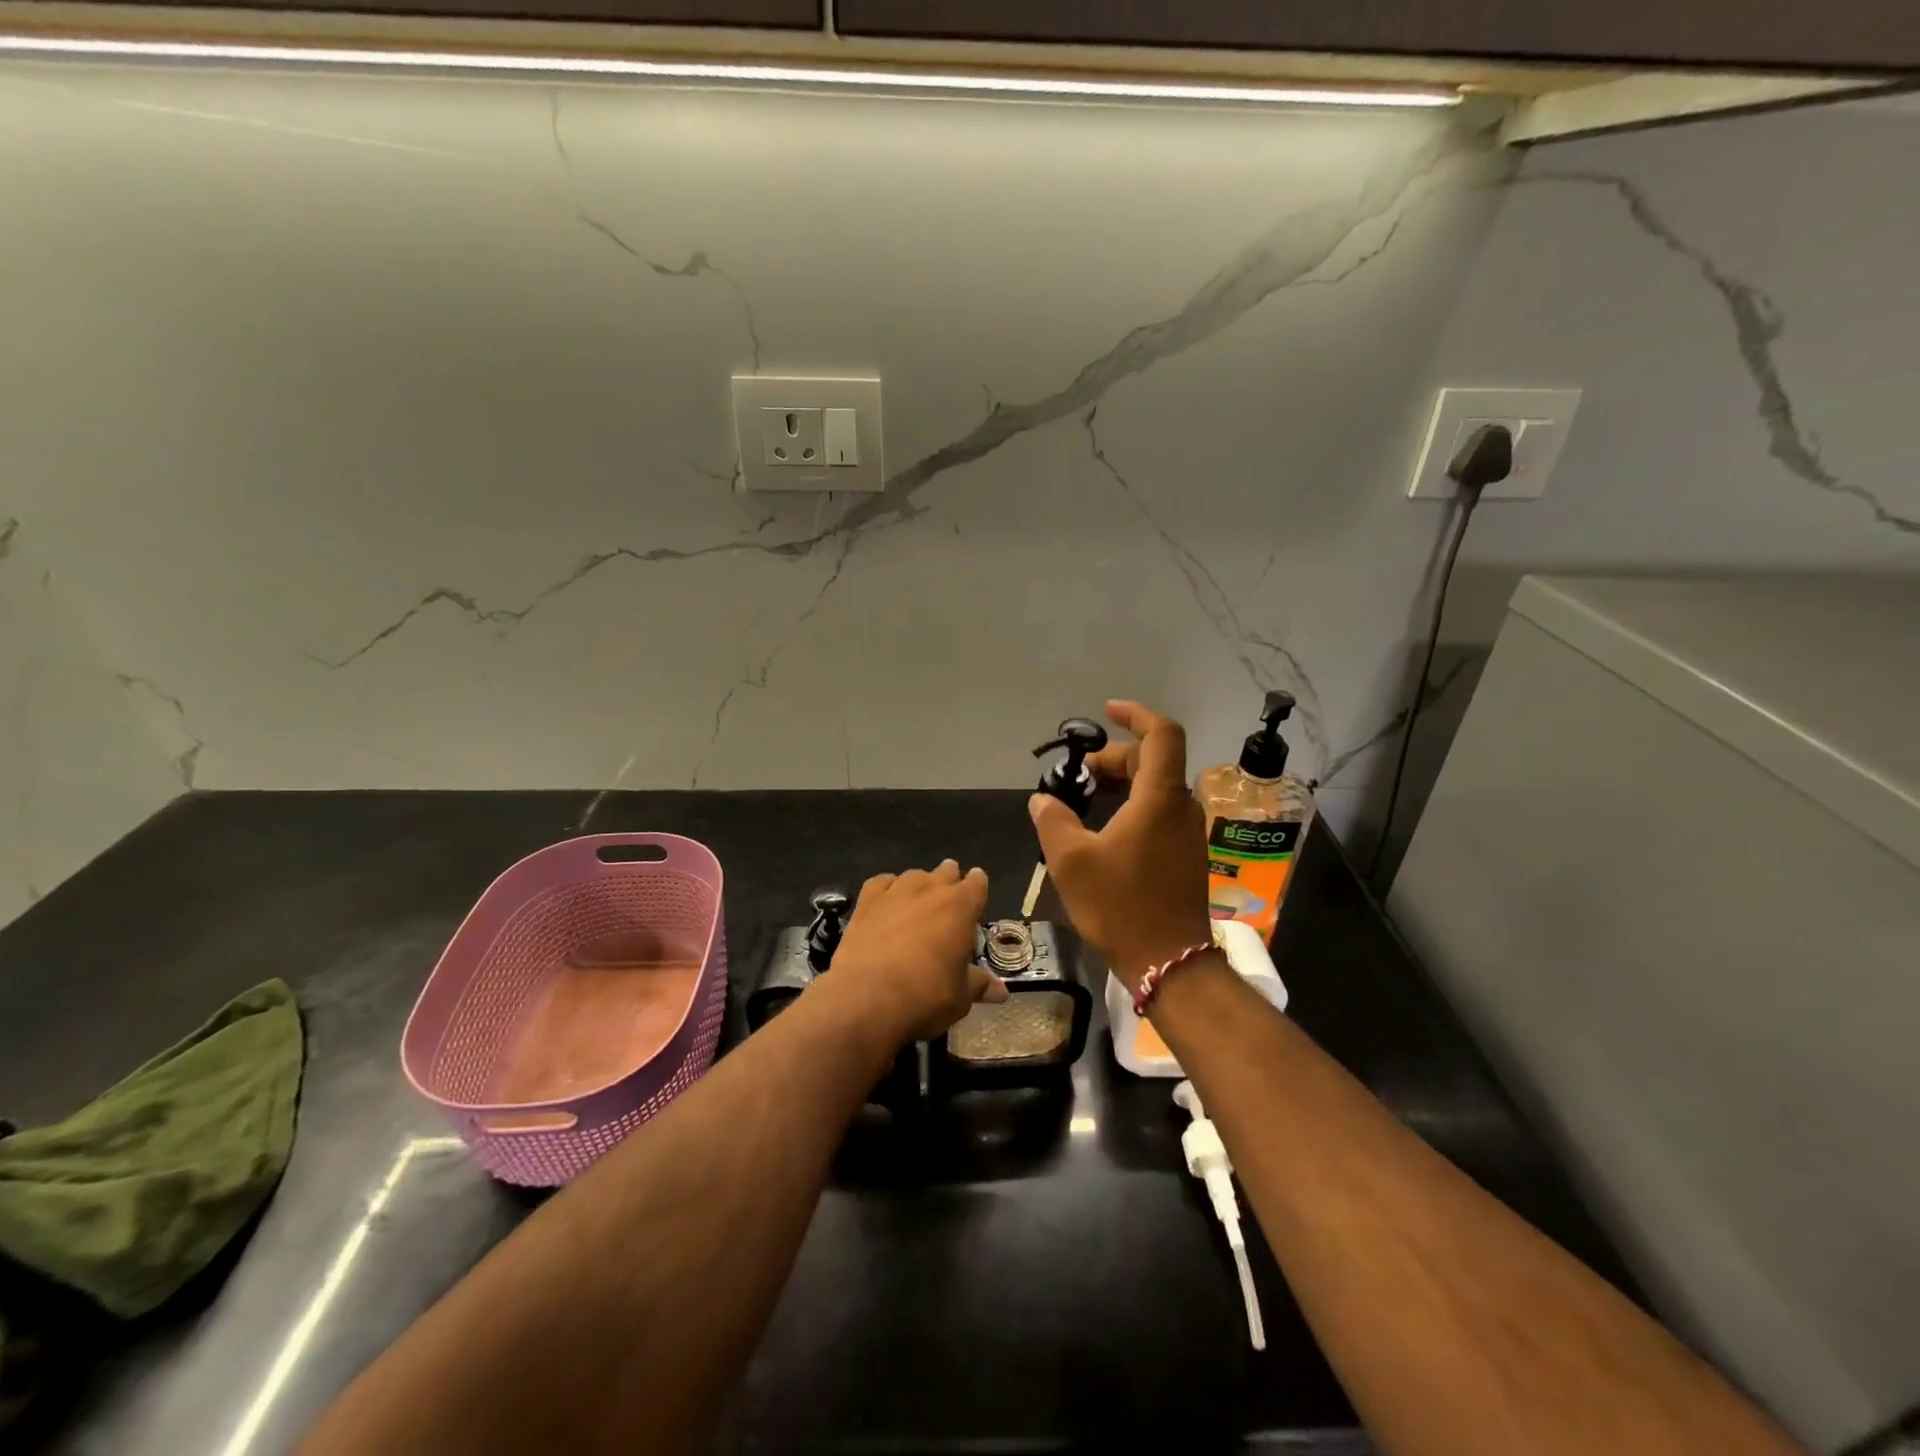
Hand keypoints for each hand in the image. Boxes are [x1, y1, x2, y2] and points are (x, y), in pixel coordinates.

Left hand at [828, 861, 1006, 1043]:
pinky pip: (882, 883)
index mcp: (960, 906)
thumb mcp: (960, 997)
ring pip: (914, 875)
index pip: (977, 883)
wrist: (867, 998)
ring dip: (920, 886)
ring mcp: (896, 891)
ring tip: (918, 904)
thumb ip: (979, 985)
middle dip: (950, 882)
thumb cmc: (926, 996)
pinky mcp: (866, 901)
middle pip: (946, 872)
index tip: (976, 895)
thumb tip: (1001, 992)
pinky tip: (887, 902)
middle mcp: (930, 889)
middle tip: (948, 902)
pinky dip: (888, 889)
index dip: (978, 887)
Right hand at [1029, 700, 1212, 991]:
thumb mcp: (1072, 862)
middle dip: (1114, 758)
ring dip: (1122, 783)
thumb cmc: (1121, 906)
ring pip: (1156, 788)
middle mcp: (1182, 808)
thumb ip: (1053, 821)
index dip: (1136, 715)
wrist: (1169, 963)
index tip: (1107, 711)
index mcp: (1160, 799)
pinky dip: (1132, 805)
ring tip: (1085, 800)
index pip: (1161, 734)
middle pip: (1153, 761)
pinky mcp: (1186, 856)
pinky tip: (1104, 829)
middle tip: (1078, 775)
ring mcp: (1188, 834)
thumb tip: (1043, 799)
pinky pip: (1160, 812)